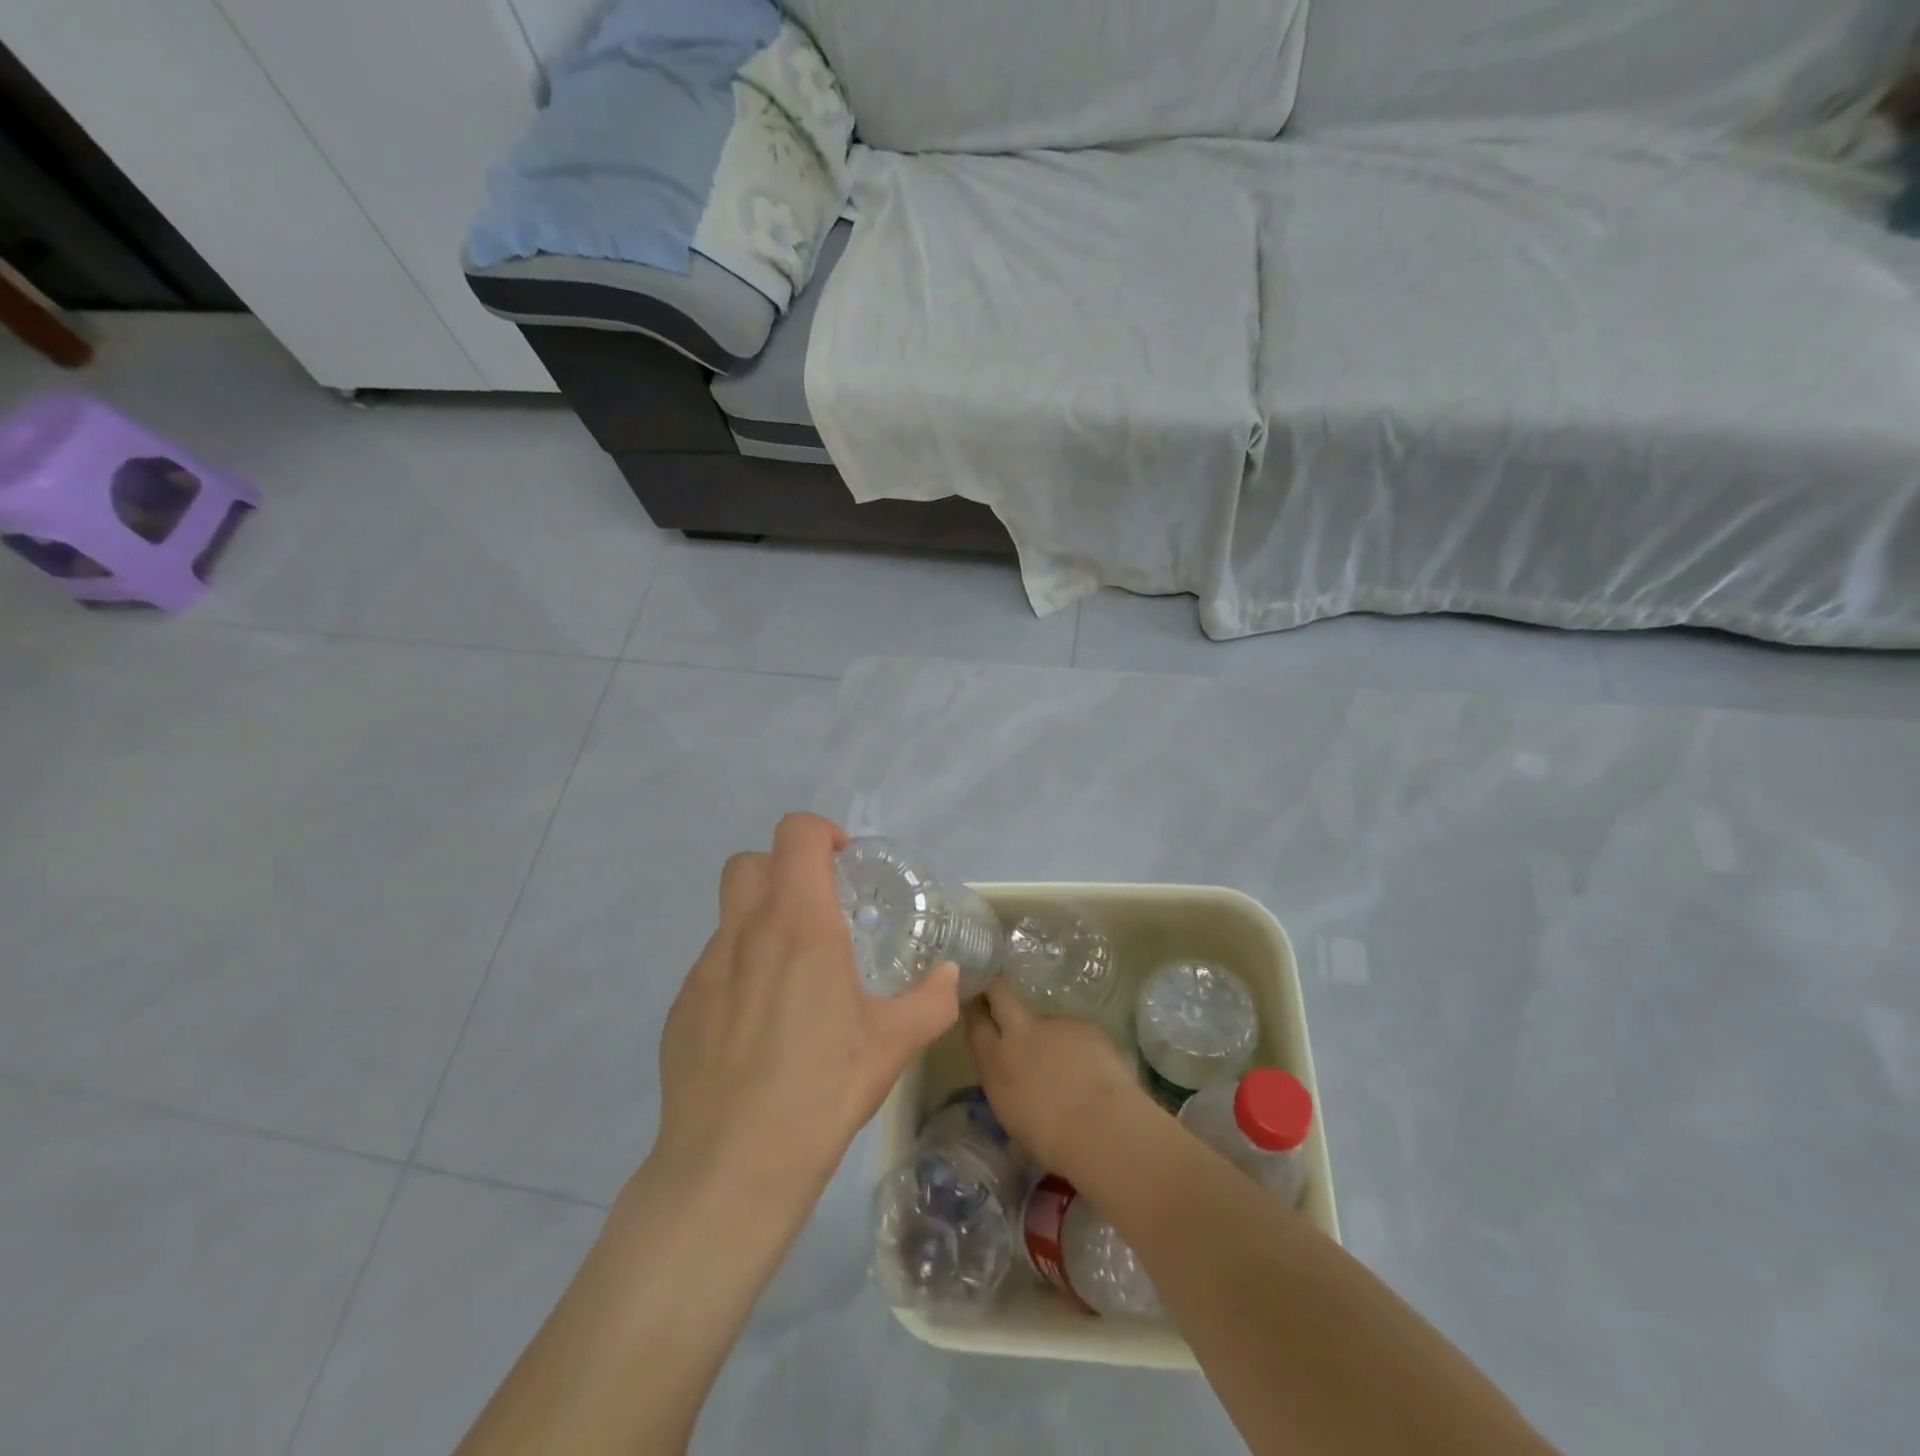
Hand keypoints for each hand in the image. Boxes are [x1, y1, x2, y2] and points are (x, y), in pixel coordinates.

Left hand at [646, 813, 960, 1205]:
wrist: (730, 1168)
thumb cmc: (820, 1091)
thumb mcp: (893, 1045)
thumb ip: (931, 1000)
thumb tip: (950, 977)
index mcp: (799, 926)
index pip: (796, 835)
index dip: (822, 834)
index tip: (845, 868)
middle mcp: (746, 933)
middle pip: (751, 862)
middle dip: (784, 869)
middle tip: (819, 911)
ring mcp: (705, 969)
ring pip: (730, 913)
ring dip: (761, 920)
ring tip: (793, 975)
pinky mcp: (682, 1007)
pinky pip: (714, 964)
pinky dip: (740, 969)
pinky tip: (758, 1025)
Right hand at [965, 978, 1158, 1181]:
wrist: (1100, 1129)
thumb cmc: (1051, 1141)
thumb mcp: (1013, 1116)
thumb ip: (1008, 1086)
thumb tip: (1014, 1080)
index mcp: (995, 1063)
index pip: (976, 1023)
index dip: (976, 1010)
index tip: (977, 1004)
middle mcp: (1019, 1033)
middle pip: (1000, 992)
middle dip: (998, 987)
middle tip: (1000, 990)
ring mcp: (1053, 1024)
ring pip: (1046, 1018)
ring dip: (1051, 1034)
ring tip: (1069, 1063)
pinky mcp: (1084, 1024)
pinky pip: (1077, 1032)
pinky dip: (1081, 1047)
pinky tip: (1093, 1070)